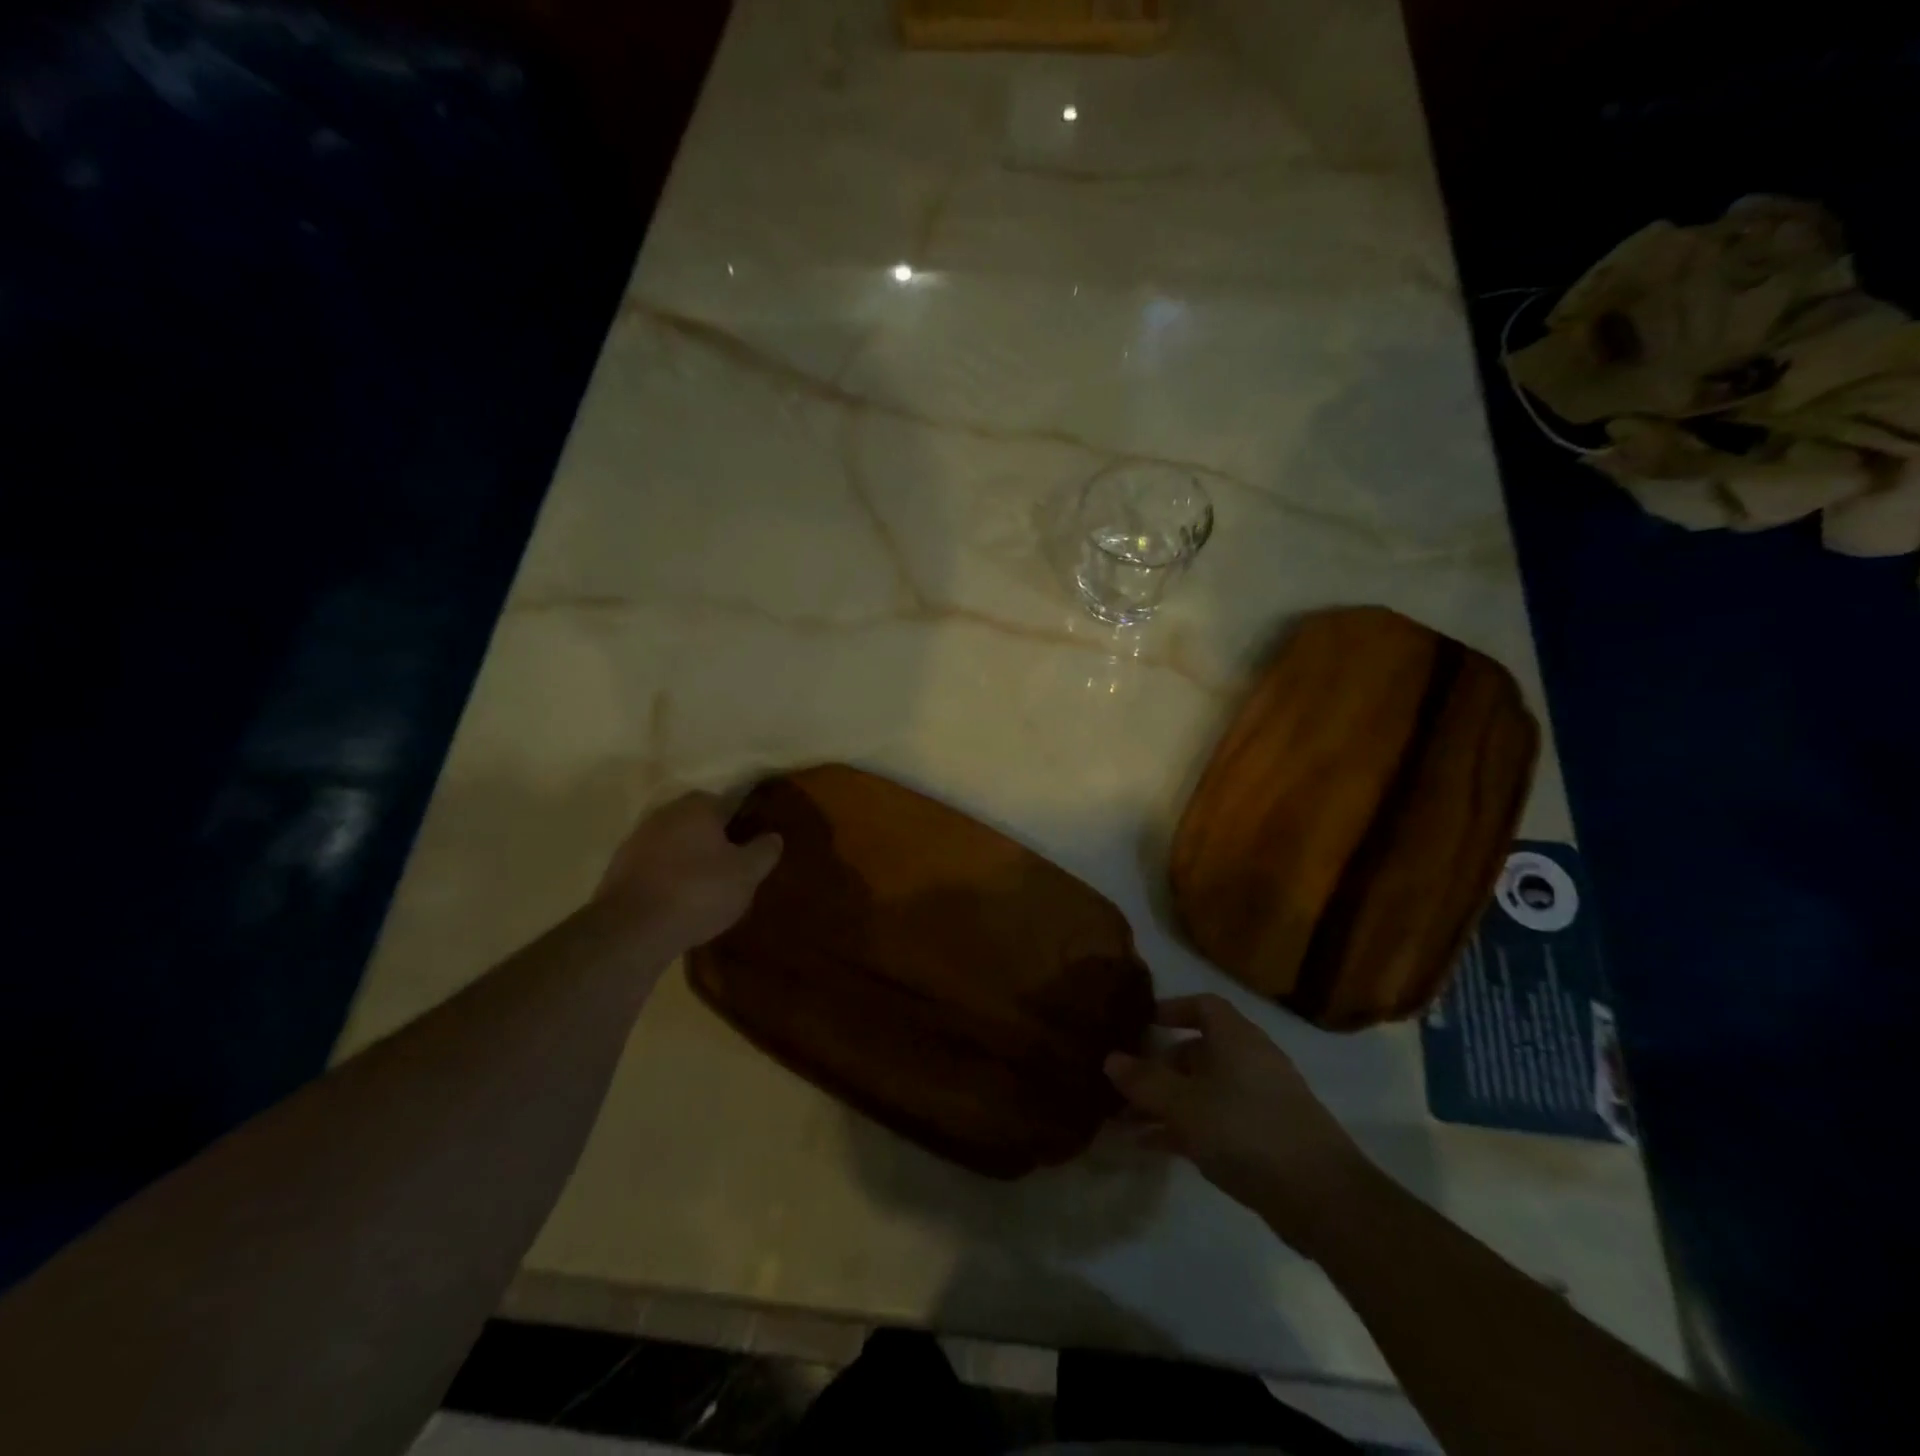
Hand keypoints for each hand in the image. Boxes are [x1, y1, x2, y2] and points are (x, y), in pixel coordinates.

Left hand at [596, 790, 781, 950]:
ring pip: (677, 843)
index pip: (731, 803)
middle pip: (701, 822)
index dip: (746, 823)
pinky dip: (669, 877)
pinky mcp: (620, 867)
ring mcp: (638, 839)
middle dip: (717, 840)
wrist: (631, 930)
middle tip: (735, 868)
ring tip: (708, 888)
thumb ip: (764, 851)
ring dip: (691, 859)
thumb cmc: (698, 892)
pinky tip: (680, 901)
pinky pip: (656, 865)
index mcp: (698, 806)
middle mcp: (666, 813)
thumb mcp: (746, 874)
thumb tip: (774, 836)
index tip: (756, 845)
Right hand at [1106, 994, 1370, 1255]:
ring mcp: (1261, 1100)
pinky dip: (1186, 1128)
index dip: (1171, 1009)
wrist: (1322, 1197)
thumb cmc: (1245, 1130)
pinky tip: (1153, 1148)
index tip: (1141, 1024)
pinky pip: (1216, 1120)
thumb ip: (1144, 1082)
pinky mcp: (1267, 1137)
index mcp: (1236, 1038)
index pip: (1202, 1005)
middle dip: (1159, 1068)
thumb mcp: (1183, 1105)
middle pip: (1198, 1051)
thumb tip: (1110, 1058)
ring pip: (1203, 1091)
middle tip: (1124, 1085)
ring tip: (1126, 1123)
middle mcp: (1250, 1060)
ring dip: (1166, 1104)